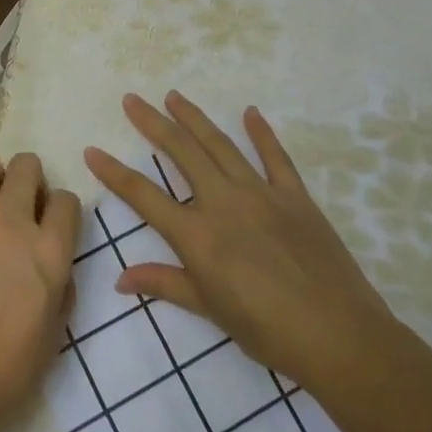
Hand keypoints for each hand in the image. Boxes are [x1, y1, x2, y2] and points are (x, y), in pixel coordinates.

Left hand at [0, 152, 81, 431]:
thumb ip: (61, 285)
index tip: (52, 224)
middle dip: (29, 179)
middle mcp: (12, 222)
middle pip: (27, 166)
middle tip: (20, 204)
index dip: (61, 210)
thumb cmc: (10, 368)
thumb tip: (53, 265)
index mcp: (49, 250)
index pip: (66, 200)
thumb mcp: (56, 331)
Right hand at [84, 91, 399, 393]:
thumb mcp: (209, 310)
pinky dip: (261, 133)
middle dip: (153, 123)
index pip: (144, 195)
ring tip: (174, 96)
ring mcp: (261, 193)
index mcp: (197, 235)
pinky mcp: (294, 196)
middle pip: (181, 153)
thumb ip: (164, 284)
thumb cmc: (266, 330)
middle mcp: (223, 202)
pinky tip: (250, 113)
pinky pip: (275, 157)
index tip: (93, 149)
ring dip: (194, 118)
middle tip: (133, 100)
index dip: (114, 172)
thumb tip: (120, 279)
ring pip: (220, 145)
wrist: (338, 335)